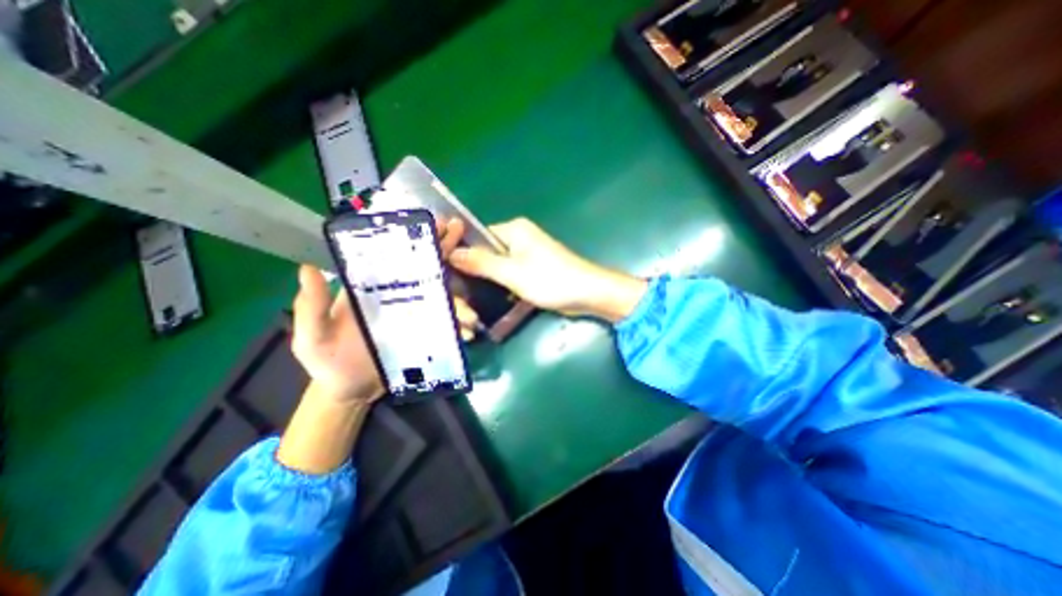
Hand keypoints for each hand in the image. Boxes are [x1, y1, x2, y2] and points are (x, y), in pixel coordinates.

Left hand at [288, 216, 473, 401]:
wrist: (350, 391)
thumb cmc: (328, 361)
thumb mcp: (312, 336)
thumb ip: (311, 306)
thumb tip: (307, 268)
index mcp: (372, 288)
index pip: (395, 257)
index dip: (413, 238)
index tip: (431, 222)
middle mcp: (398, 295)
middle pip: (424, 267)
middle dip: (443, 248)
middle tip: (460, 230)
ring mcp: (416, 314)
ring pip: (442, 296)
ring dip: (459, 298)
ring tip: (471, 312)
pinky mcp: (426, 333)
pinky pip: (446, 324)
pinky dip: (459, 326)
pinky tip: (468, 331)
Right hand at [447, 216, 646, 322]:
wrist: (587, 293)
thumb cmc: (551, 280)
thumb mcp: (512, 273)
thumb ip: (482, 263)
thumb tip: (452, 253)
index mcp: (514, 229)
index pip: (477, 235)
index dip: (461, 251)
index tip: (446, 270)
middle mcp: (519, 237)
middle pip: (486, 250)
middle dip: (472, 268)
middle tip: (456, 287)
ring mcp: (526, 253)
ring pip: (496, 263)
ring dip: (485, 277)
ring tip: (466, 294)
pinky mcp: (532, 268)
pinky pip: (508, 272)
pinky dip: (498, 282)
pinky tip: (486, 295)